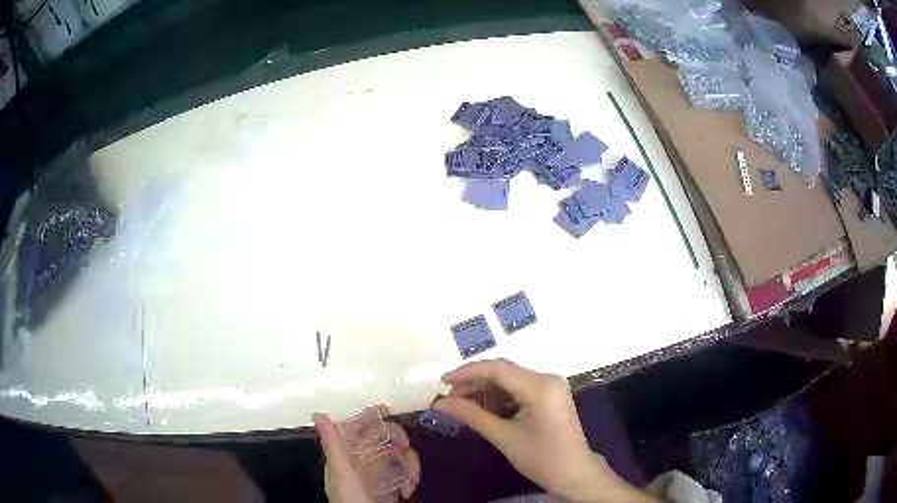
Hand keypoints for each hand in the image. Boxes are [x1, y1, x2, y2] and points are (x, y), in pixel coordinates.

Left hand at [313, 407, 420, 502]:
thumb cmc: (352, 499)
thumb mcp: (342, 473)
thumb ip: (333, 445)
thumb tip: (319, 415)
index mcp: (345, 455)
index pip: (355, 427)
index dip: (368, 416)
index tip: (387, 410)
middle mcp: (361, 460)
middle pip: (381, 436)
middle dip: (397, 438)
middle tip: (406, 446)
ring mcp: (378, 472)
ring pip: (397, 453)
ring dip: (409, 461)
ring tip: (412, 479)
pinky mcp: (392, 484)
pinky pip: (405, 470)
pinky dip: (411, 476)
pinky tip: (410, 489)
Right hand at [435, 359, 656, 502]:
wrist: (574, 473)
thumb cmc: (541, 458)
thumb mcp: (504, 437)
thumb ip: (472, 415)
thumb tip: (439, 404)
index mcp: (540, 386)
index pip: (498, 368)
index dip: (467, 372)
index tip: (442, 382)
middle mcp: (547, 378)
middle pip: (503, 372)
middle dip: (474, 383)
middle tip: (449, 399)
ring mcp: (551, 386)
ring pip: (510, 380)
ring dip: (485, 391)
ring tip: (462, 406)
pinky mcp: (550, 395)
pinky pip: (519, 389)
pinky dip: (500, 398)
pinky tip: (484, 409)